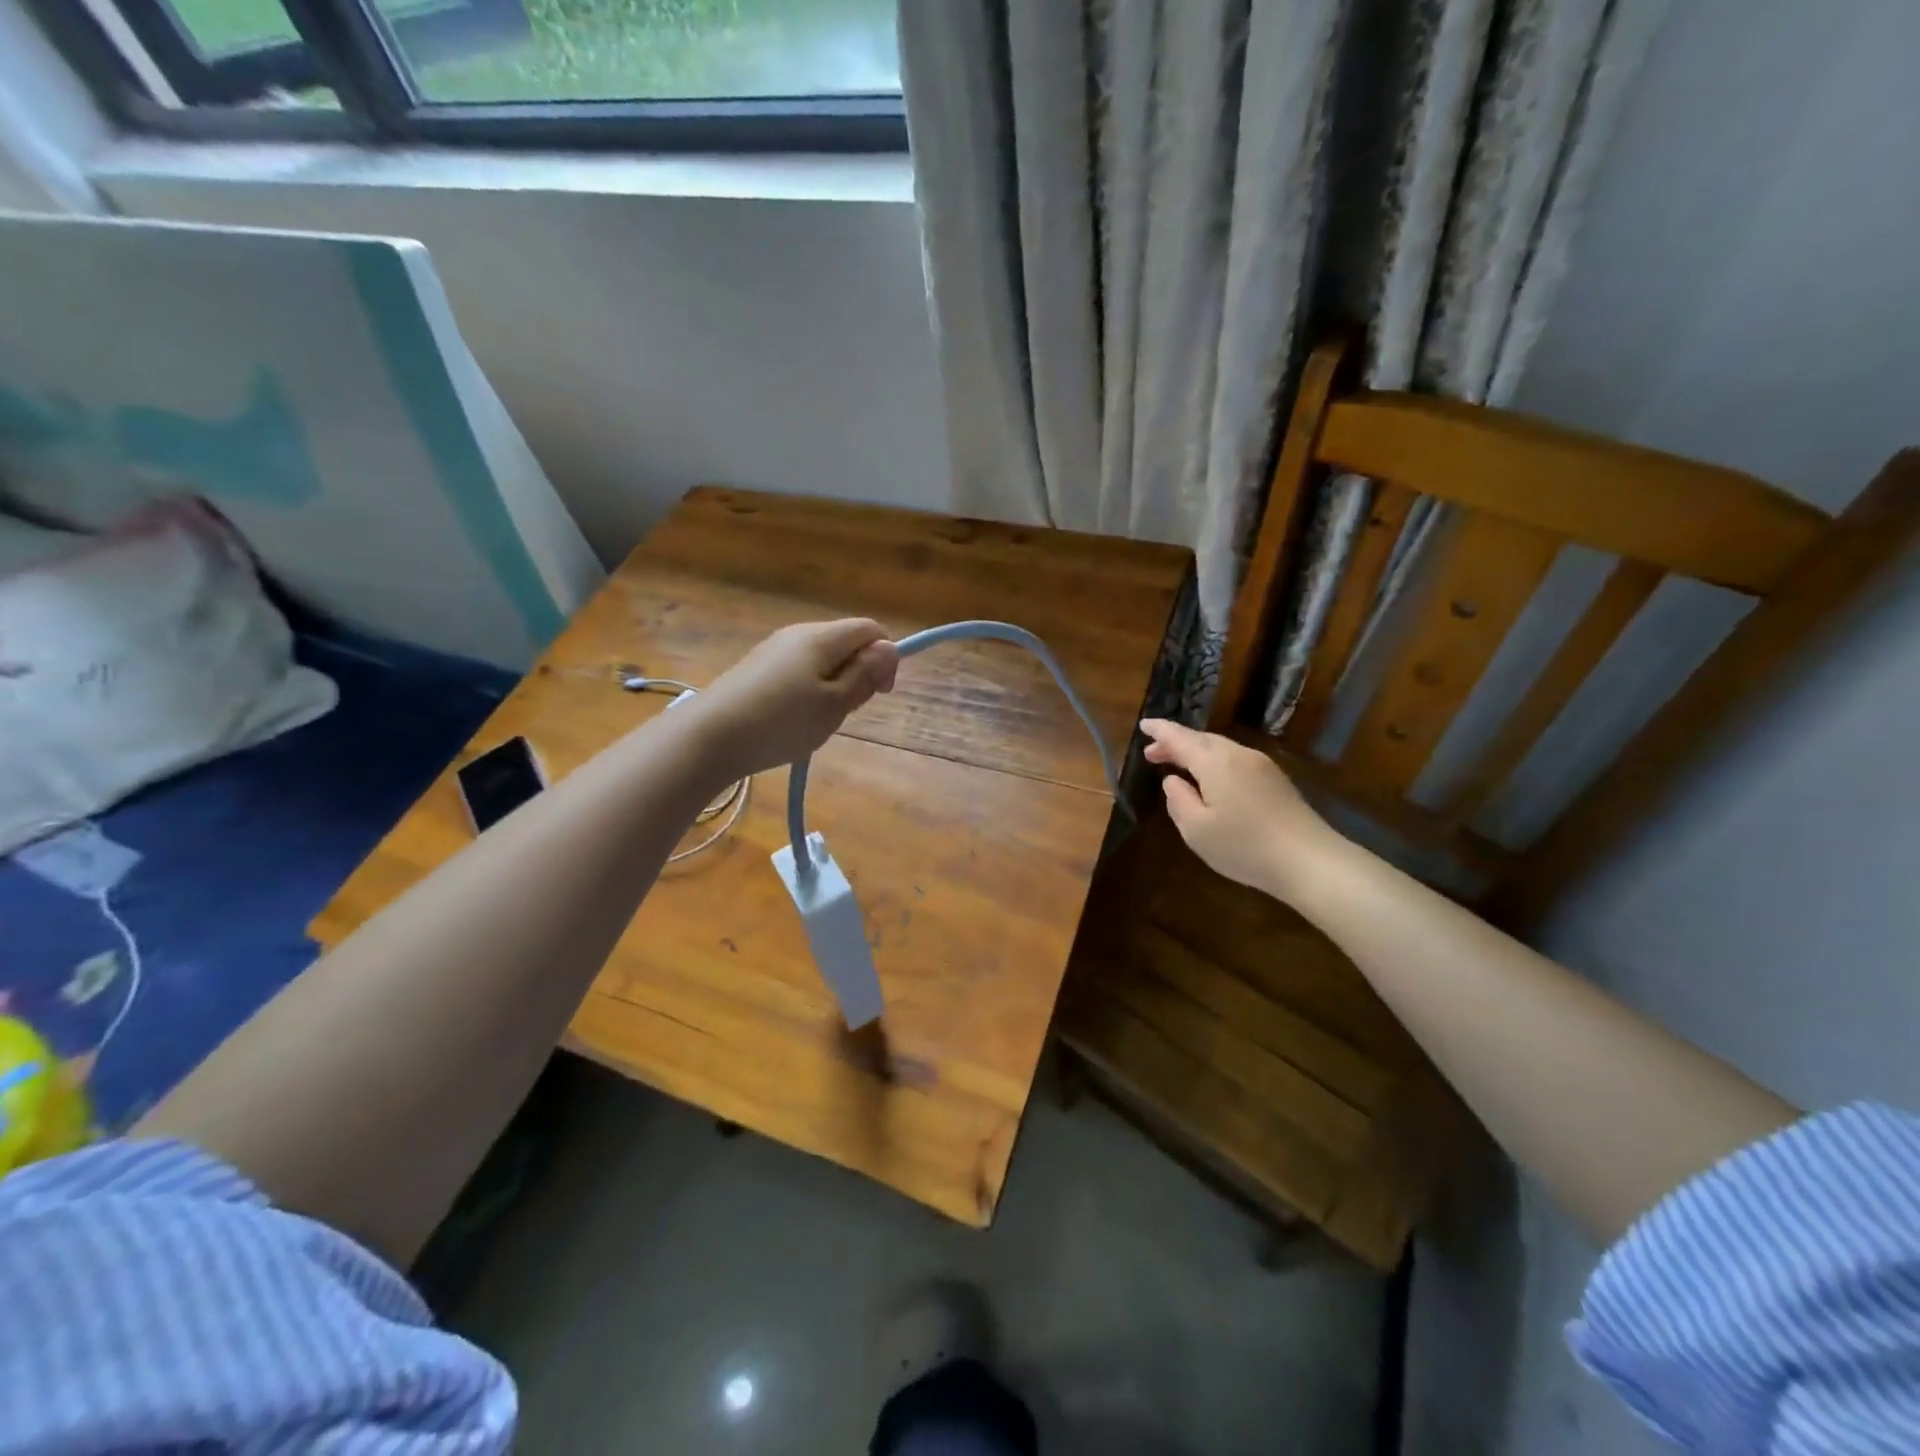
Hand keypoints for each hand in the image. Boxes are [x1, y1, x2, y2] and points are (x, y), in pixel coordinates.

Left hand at [696, 619, 899, 777]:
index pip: (870, 629)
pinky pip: (797, 670)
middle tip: (847, 711)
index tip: (879, 693)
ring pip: (821, 658)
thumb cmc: (781, 722)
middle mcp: (797, 634)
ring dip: (834, 684)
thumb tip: (890, 648)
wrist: (709, 737)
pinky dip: (808, 690)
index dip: (885, 657)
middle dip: (859, 672)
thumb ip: (865, 675)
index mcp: (821, 637)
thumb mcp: (834, 704)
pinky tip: (793, 719)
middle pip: (845, 642)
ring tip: (819, 720)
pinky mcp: (756, 668)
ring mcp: (773, 650)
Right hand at [1139, 719, 1341, 900]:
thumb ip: (1178, 800)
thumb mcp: (1196, 829)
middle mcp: (1239, 755)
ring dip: (1196, 753)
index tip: (1143, 725)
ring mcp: (1262, 766)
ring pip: (1220, 748)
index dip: (1160, 730)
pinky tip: (1211, 779)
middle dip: (1176, 743)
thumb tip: (1172, 780)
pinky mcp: (1276, 780)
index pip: (1180, 738)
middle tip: (1153, 754)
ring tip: (1178, 766)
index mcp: (1215, 762)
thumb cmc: (1244, 846)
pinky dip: (1215, 762)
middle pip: (1202, 740)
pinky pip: (1236, 760)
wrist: (1309, 860)